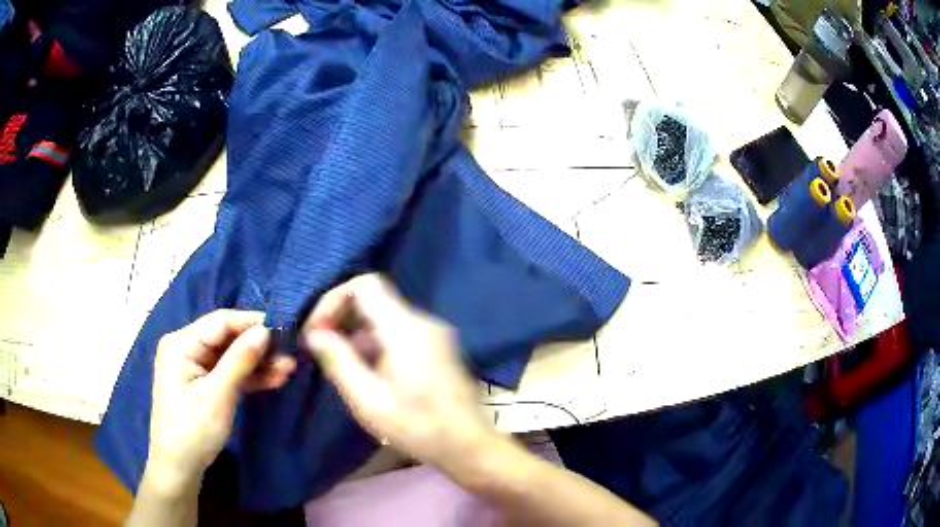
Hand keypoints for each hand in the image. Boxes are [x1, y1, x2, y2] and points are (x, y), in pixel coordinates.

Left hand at [146, 310, 296, 492]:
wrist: (180, 467)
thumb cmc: (193, 430)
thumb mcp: (218, 395)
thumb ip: (240, 360)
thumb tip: (265, 330)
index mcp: (182, 343)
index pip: (221, 322)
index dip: (252, 322)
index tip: (285, 328)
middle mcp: (187, 348)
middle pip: (227, 339)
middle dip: (258, 347)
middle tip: (291, 353)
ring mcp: (195, 367)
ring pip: (231, 357)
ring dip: (258, 363)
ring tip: (289, 368)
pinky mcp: (204, 384)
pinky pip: (229, 373)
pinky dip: (249, 377)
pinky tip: (274, 379)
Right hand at [301, 274, 497, 466]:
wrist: (468, 446)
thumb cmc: (418, 427)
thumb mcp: (368, 400)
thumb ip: (338, 361)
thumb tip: (315, 333)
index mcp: (406, 328)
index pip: (365, 285)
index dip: (334, 300)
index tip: (318, 332)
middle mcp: (423, 322)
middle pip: (374, 300)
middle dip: (342, 319)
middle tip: (322, 351)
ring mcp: (434, 335)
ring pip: (384, 319)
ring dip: (356, 335)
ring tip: (341, 367)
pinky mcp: (437, 349)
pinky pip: (398, 334)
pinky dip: (375, 345)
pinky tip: (366, 375)